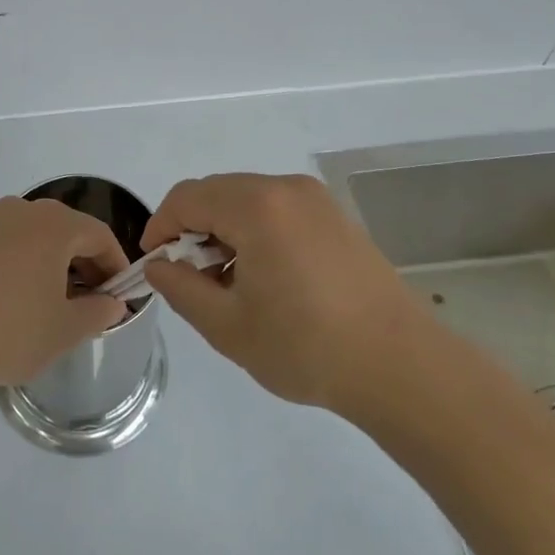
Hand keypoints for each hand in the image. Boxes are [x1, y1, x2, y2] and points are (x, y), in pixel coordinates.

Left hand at [0, 197, 129, 400]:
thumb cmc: (9, 330)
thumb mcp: (64, 329)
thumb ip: (97, 312)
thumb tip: (113, 303)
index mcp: (54, 224)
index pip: (99, 235)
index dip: (116, 265)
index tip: (121, 295)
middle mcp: (23, 210)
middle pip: (68, 230)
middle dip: (86, 263)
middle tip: (94, 301)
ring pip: (38, 236)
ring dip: (56, 263)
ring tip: (58, 303)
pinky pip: (11, 243)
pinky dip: (27, 263)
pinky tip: (22, 298)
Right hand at [143, 172, 437, 412]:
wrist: (401, 366)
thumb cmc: (307, 347)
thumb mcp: (228, 326)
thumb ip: (181, 288)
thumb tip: (159, 265)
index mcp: (256, 207)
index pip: (187, 198)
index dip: (160, 225)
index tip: (153, 262)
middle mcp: (285, 188)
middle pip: (217, 192)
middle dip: (192, 228)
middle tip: (189, 276)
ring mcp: (315, 199)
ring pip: (247, 199)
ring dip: (224, 230)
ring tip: (227, 282)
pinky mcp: (335, 216)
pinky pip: (277, 209)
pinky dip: (255, 230)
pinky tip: (264, 275)